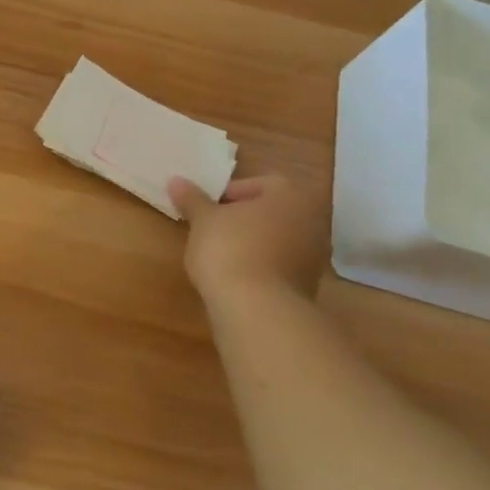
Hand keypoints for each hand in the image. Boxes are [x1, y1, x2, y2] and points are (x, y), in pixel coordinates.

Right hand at [168, 172, 328, 301]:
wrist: (256, 309)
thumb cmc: (230, 249)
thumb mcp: (203, 220)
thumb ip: (192, 199)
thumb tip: (176, 180)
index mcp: (290, 195)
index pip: (261, 183)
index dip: (230, 192)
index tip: (208, 208)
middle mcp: (310, 221)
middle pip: (272, 212)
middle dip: (243, 218)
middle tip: (213, 228)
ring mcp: (314, 256)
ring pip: (278, 240)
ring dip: (253, 243)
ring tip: (221, 255)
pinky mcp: (308, 287)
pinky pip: (280, 266)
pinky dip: (261, 267)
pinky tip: (236, 277)